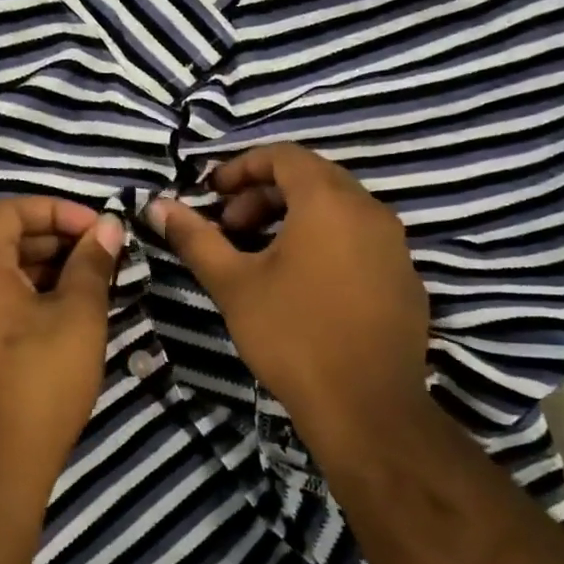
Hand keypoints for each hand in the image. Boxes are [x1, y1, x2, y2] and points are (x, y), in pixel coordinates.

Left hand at [0, 198, 125, 497]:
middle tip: (100, 255)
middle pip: (0, 240)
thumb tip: (107, 228)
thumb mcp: (78, 316)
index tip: (96, 229)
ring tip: (90, 283)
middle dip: (54, 239)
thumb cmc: (39, 382)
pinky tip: (64, 314)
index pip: (7, 211)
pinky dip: (25, 296)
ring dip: (43, 269)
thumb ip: (92, 264)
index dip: (55, 210)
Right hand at [146, 144, 428, 452]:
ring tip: (260, 257)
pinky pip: (359, 241)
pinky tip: (303, 285)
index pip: (283, 155)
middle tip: (230, 229)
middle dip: (263, 195)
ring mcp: (395, 246)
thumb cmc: (292, 335)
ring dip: (293, 219)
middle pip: (311, 179)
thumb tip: (157, 205)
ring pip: (338, 211)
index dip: (241, 167)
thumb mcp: (233, 283)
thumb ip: (194, 238)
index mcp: (329, 201)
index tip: (211, 195)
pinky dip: (325, 243)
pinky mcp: (405, 279)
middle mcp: (370, 211)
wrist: (367, 408)